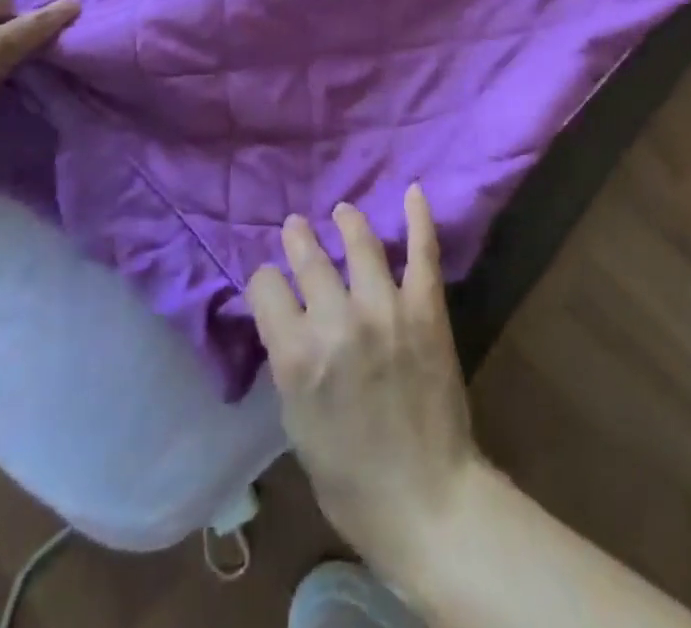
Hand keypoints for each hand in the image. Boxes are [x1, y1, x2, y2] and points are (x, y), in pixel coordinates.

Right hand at [247, 186, 484, 578]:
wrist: (425, 499)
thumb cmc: (349, 477)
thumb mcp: (296, 421)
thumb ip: (290, 361)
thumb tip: (287, 318)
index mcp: (296, 355)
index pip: (266, 287)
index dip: (264, 282)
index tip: (270, 282)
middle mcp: (337, 321)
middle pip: (308, 258)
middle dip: (298, 239)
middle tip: (296, 226)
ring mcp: (386, 308)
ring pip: (360, 243)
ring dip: (347, 221)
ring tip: (342, 212)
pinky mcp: (425, 308)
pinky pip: (422, 252)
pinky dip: (418, 219)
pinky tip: (413, 191)